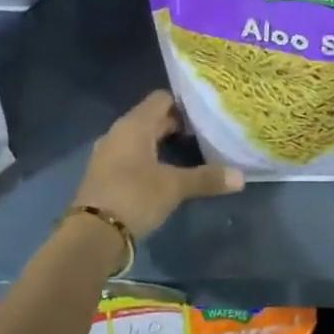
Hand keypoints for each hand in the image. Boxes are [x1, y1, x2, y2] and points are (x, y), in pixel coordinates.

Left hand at [72, 91, 243, 241]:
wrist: (92, 235)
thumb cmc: (134, 197)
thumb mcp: (174, 187)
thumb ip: (206, 178)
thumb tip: (241, 176)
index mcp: (134, 125)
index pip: (162, 99)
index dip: (184, 104)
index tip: (206, 116)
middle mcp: (118, 132)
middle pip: (151, 118)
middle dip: (177, 125)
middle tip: (205, 135)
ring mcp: (108, 153)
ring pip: (140, 139)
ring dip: (162, 144)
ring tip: (190, 154)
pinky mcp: (104, 174)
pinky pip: (130, 156)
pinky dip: (148, 159)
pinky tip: (165, 174)